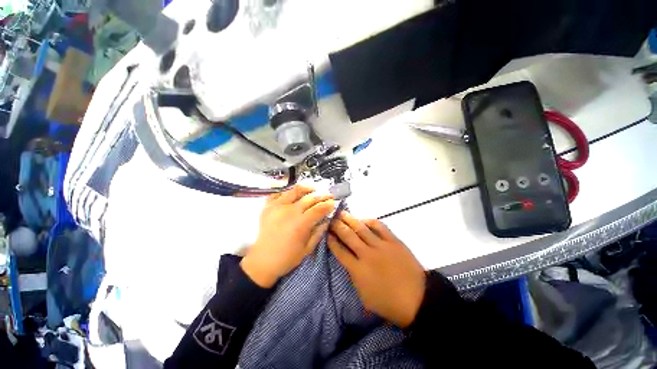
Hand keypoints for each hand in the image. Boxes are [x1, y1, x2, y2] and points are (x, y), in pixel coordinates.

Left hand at [241, 185, 334, 287]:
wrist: (262, 261)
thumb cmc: (287, 258)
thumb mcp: (307, 249)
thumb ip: (319, 232)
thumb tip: (327, 219)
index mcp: (300, 224)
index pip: (318, 209)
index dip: (328, 204)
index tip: (334, 203)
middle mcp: (289, 211)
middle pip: (310, 197)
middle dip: (322, 195)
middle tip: (329, 196)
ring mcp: (277, 206)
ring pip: (295, 190)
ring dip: (307, 188)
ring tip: (314, 189)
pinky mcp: (268, 206)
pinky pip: (279, 193)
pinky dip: (288, 192)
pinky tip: (294, 195)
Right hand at [327, 212, 425, 327]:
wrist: (417, 299)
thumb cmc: (388, 302)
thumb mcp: (364, 295)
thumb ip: (354, 276)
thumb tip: (349, 260)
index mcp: (358, 270)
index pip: (340, 251)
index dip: (331, 241)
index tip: (326, 233)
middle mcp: (366, 255)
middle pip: (348, 236)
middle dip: (337, 226)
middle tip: (331, 219)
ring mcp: (381, 246)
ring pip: (361, 229)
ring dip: (350, 220)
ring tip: (342, 213)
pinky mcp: (393, 241)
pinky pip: (379, 227)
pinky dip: (370, 221)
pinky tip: (364, 219)